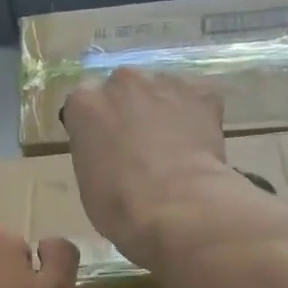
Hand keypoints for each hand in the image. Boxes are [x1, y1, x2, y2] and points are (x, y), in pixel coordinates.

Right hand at [60, 68, 234, 266]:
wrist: (175, 206)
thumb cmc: (118, 203)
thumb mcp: (87, 179)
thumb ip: (95, 150)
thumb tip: (112, 151)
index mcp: (84, 103)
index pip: (84, 105)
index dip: (95, 126)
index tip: (103, 146)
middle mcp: (122, 81)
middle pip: (123, 89)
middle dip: (128, 110)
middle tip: (138, 145)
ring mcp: (164, 82)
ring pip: (161, 90)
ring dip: (163, 109)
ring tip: (173, 145)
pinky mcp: (202, 90)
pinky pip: (197, 97)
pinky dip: (197, 114)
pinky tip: (198, 143)